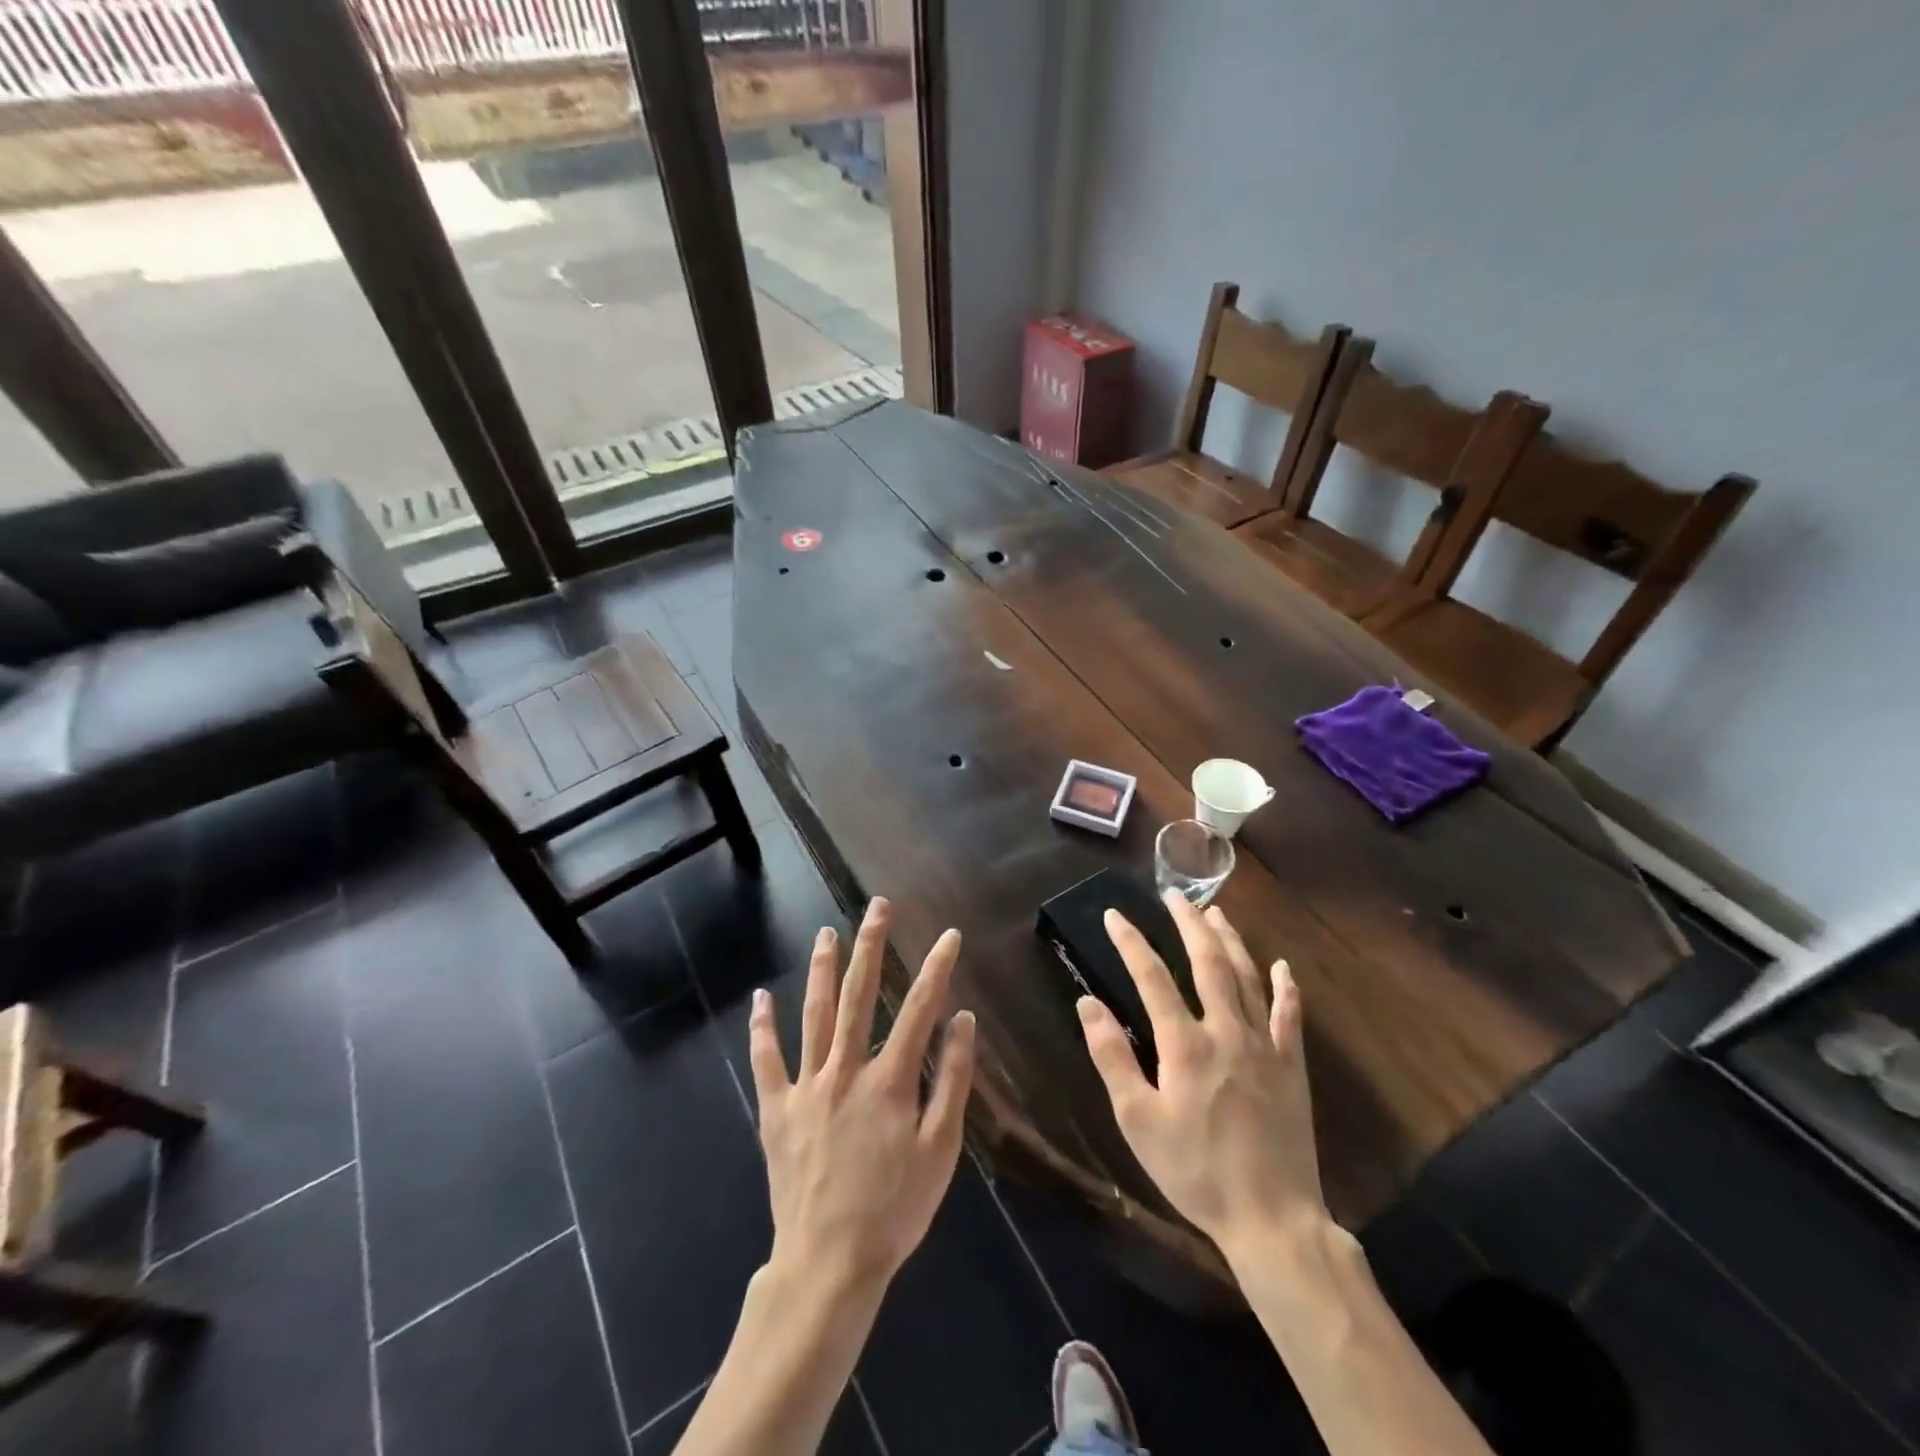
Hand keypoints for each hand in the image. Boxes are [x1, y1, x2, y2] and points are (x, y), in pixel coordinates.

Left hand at [749, 897, 977, 1295]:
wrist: (829, 1263)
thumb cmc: (894, 1209)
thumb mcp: (941, 1151)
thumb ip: (953, 1082)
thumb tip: (963, 1021)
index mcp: (890, 1080)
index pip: (919, 1009)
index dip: (937, 968)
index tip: (949, 935)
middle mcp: (846, 1070)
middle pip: (858, 996)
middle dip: (870, 946)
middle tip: (875, 907)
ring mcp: (807, 1087)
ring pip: (814, 1015)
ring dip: (821, 969)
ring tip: (827, 932)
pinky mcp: (777, 1109)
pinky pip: (766, 1060)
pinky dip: (763, 1027)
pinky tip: (761, 996)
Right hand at [1076, 893, 1323, 1252]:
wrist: (1272, 1219)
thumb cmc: (1195, 1171)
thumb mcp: (1138, 1120)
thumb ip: (1112, 1057)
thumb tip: (1087, 1004)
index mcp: (1184, 1044)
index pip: (1151, 976)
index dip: (1130, 942)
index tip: (1114, 916)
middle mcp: (1227, 1031)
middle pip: (1208, 962)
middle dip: (1188, 923)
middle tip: (1174, 895)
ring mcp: (1265, 1045)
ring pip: (1248, 978)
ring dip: (1230, 941)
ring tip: (1216, 913)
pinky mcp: (1292, 1066)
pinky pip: (1290, 1016)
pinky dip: (1285, 987)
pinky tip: (1282, 967)